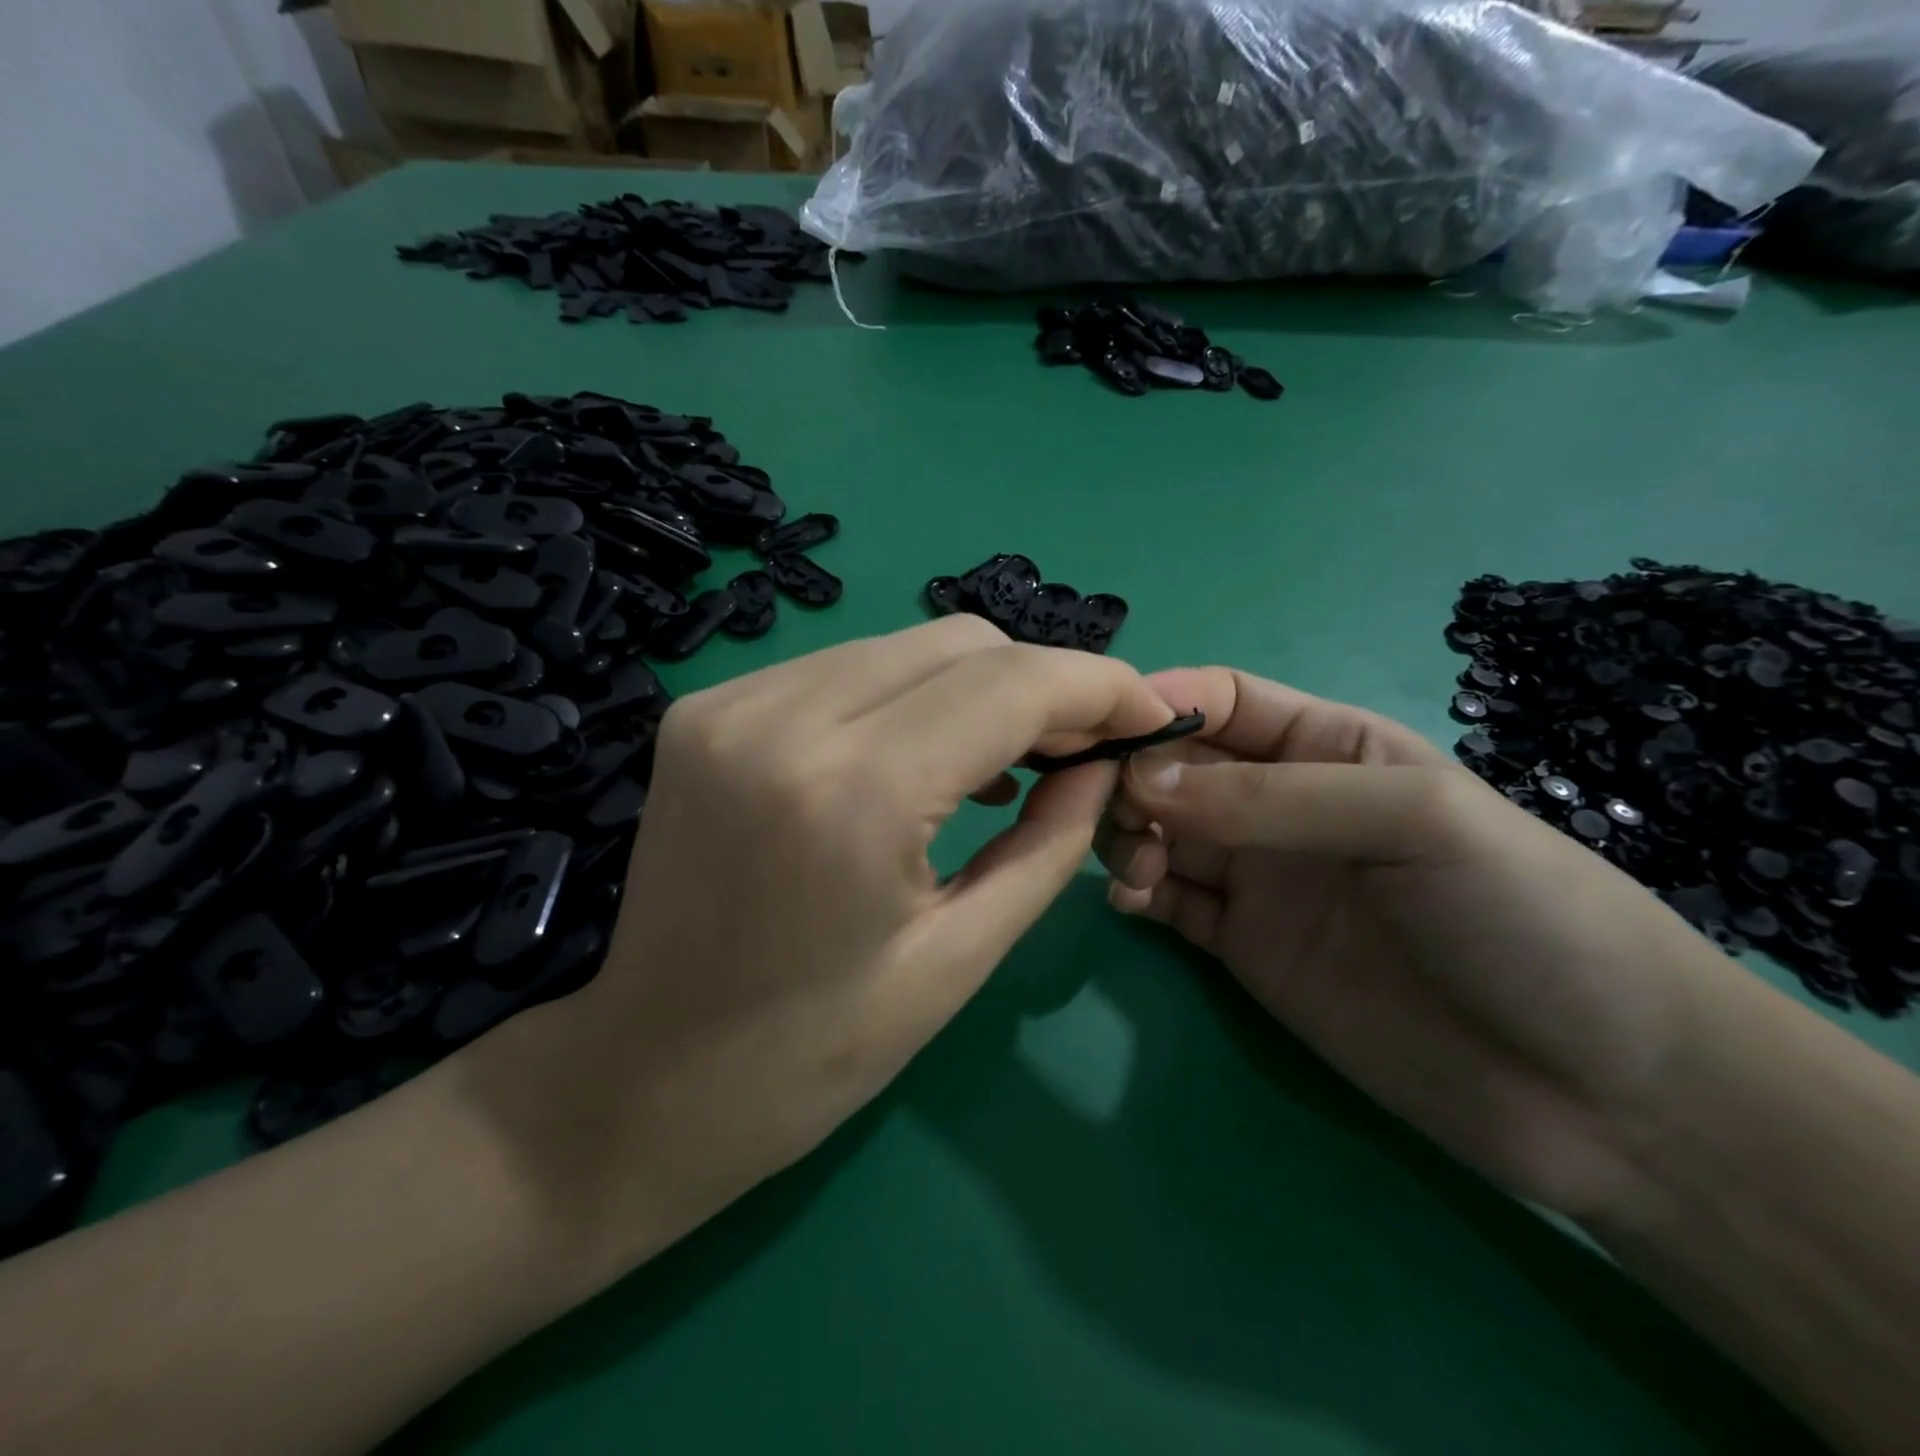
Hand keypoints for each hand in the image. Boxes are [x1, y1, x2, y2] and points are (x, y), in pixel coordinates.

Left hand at [485, 617, 1178, 1263]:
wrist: (646, 1078)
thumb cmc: (813, 1054)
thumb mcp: (961, 958)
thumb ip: (1050, 841)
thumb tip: (1103, 761)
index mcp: (851, 793)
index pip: (1009, 684)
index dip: (1098, 685)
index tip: (1149, 712)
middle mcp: (782, 717)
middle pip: (960, 642)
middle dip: (1041, 682)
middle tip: (1081, 747)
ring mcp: (731, 702)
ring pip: (904, 645)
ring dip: (977, 685)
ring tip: (1011, 756)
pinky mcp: (707, 708)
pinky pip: (845, 668)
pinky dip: (908, 695)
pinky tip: (925, 756)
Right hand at [1096, 666, 1739, 1226]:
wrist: (1601, 1091)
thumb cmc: (1522, 913)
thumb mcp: (1412, 819)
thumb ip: (1272, 798)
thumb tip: (1141, 780)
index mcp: (1329, 746)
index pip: (1224, 700)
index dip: (1162, 702)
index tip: (1107, 729)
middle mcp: (1283, 806)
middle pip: (1177, 766)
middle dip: (1134, 777)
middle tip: (1116, 812)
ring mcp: (1260, 878)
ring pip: (1160, 831)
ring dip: (1128, 834)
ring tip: (1136, 866)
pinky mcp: (1244, 947)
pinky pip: (1168, 901)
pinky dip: (1137, 892)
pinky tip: (1132, 902)